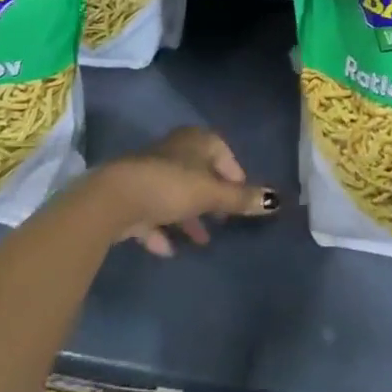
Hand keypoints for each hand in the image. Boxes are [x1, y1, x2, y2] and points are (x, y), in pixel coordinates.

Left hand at [90, 127, 278, 257]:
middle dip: (211, 198)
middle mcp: (174, 151)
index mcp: (195, 141)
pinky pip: (152, 213)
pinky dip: (162, 230)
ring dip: (188, 217)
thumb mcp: (211, 194)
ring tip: (201, 241)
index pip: (222, 152)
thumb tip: (276, 200)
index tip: (241, 199)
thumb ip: (240, 199)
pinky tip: (170, 250)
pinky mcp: (131, 196)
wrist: (115, 199)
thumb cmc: (171, 186)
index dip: (234, 174)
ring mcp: (150, 173)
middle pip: (199, 173)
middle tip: (223, 220)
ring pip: (176, 194)